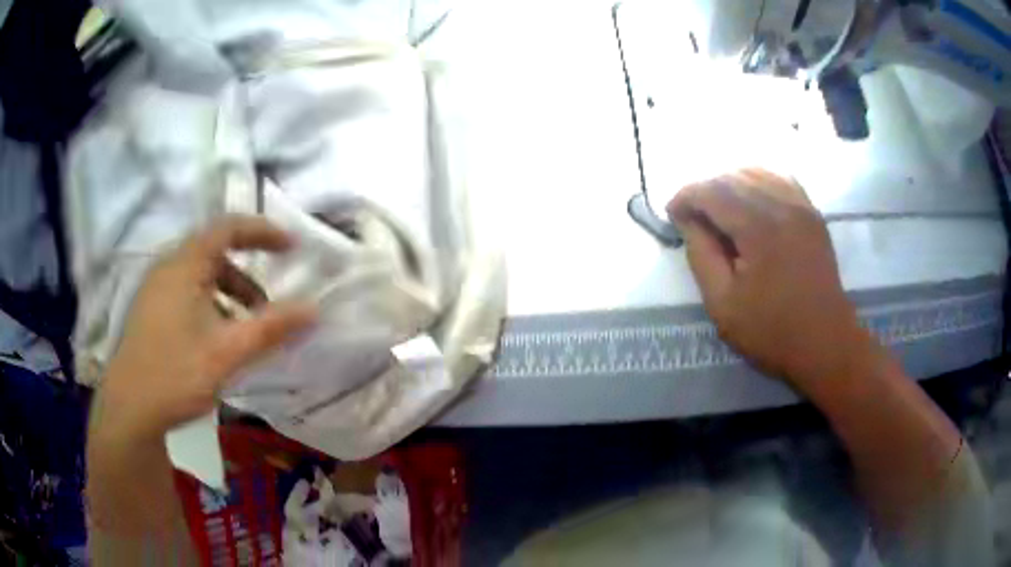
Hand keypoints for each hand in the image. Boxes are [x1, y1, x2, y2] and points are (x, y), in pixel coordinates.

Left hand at [92, 216, 316, 443]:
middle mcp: (167, 268)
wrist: (129, 410)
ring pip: (200, 276)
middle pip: (214, 252)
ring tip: (245, 328)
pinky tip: (216, 339)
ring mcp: (155, 289)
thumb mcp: (227, 354)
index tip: (291, 247)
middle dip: (246, 273)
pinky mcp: (150, 311)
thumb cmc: (175, 375)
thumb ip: (270, 329)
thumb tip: (314, 310)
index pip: (227, 227)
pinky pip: (187, 293)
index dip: (262, 231)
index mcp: (184, 266)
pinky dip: (210, 305)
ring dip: (228, 293)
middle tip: (269, 303)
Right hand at [667, 169, 876, 393]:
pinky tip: (750, 201)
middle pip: (733, 177)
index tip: (671, 215)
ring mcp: (801, 205)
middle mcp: (782, 204)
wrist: (825, 342)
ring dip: (730, 184)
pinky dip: (758, 182)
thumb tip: (689, 221)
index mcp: (759, 227)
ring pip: (756, 172)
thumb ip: (701, 256)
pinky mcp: (812, 213)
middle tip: (692, 217)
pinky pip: (780, 180)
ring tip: (719, 210)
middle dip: (705, 190)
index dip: (686, 197)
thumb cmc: (772, 331)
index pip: (712, 191)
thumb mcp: (723, 304)